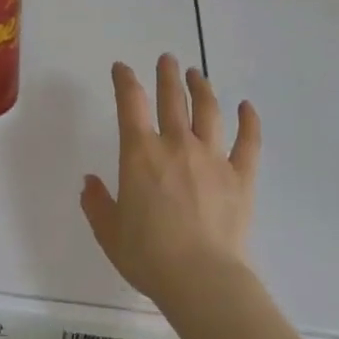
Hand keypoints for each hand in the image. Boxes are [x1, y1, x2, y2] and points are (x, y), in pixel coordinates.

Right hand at [81, 55, 260, 308]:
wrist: (201, 279)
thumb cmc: (148, 255)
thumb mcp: (109, 232)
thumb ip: (97, 203)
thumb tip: (90, 182)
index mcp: (140, 153)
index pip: (130, 103)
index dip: (125, 81)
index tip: (122, 68)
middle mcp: (176, 145)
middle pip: (172, 99)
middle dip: (167, 75)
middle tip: (167, 59)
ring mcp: (212, 158)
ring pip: (208, 112)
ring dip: (201, 88)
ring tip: (197, 74)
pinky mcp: (240, 177)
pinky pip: (248, 143)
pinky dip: (249, 122)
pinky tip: (247, 107)